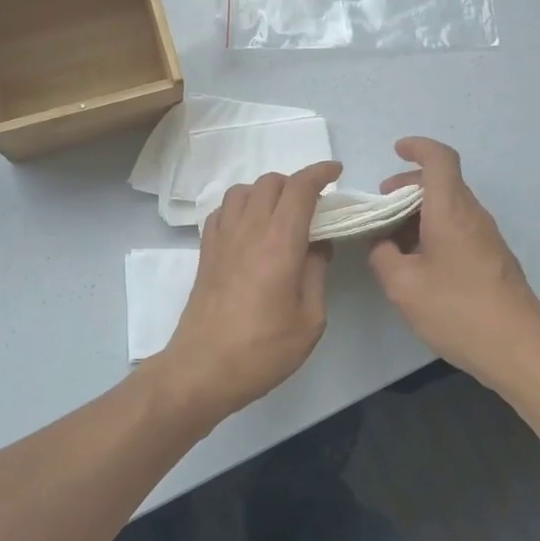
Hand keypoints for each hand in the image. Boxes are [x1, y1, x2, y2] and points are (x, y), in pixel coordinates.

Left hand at [160, 161, 341, 418]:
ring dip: (265, 192)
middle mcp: (248, 229)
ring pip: (242, 190)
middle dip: (295, 183)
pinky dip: (240, 207)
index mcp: (279, 242)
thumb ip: (317, 274)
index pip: (299, 188)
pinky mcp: (205, 251)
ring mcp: (222, 238)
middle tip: (313, 205)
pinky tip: (250, 228)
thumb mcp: (310, 320)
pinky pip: (222, 211)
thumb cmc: (263, 349)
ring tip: (280, 214)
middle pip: (270, 182)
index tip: (336, 172)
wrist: (204, 367)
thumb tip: (319, 245)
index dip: (319, 173)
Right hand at [367, 138, 539, 383]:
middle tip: (380, 204)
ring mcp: (488, 238)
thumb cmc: (457, 311)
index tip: (397, 150)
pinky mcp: (493, 260)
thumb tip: (381, 244)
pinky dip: (434, 230)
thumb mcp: (403, 286)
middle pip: (443, 183)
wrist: (519, 350)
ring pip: (451, 207)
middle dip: (408, 185)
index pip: (440, 160)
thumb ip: (382, 257)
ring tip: (392, 238)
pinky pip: (459, 228)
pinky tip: (418, 262)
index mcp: (451, 212)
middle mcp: (473, 216)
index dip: (418, 147)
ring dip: (420, 211)